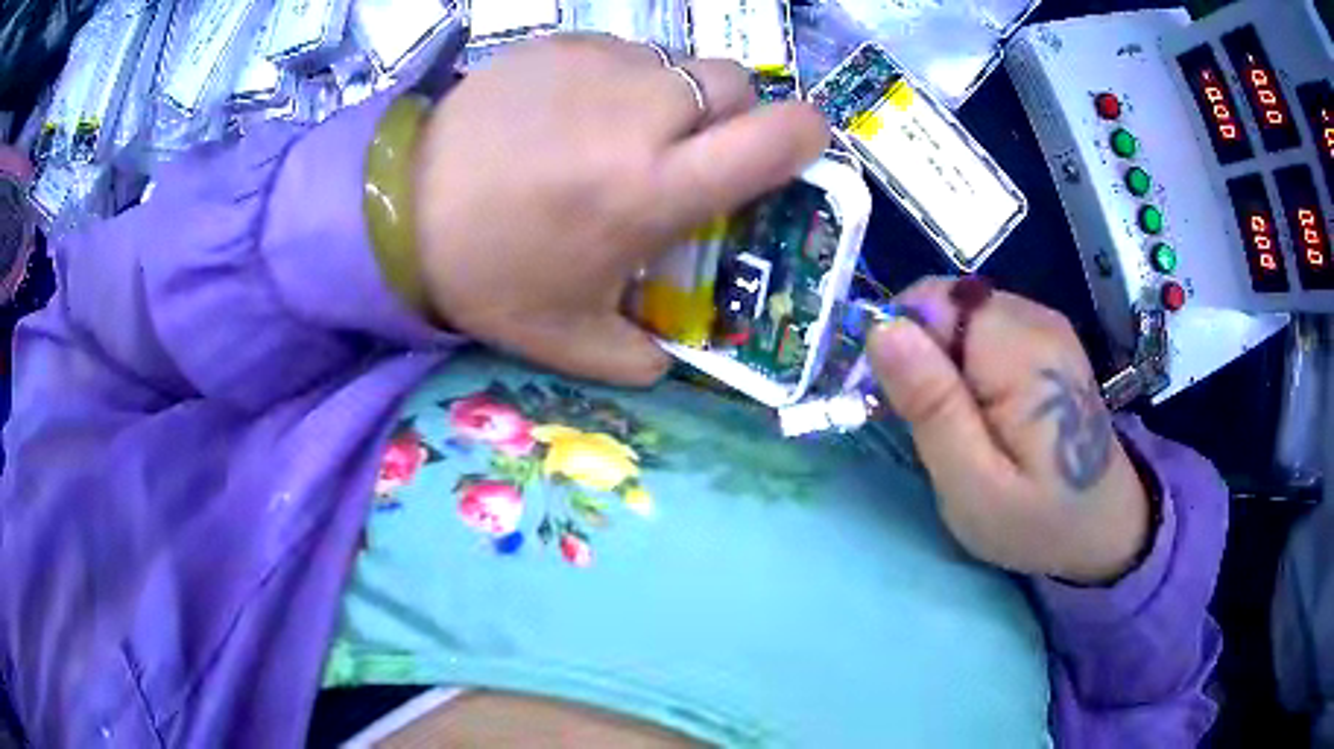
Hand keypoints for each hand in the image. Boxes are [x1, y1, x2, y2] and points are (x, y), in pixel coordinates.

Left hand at [411, 35, 828, 385]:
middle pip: (735, 83)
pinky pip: (623, 51)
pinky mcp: (560, 43)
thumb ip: (639, 358)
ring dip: (673, 97)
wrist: (398, 207)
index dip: (806, 136)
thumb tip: (671, 357)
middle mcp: (642, 113)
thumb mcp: (568, 339)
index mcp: (657, 186)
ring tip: (622, 133)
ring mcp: (598, 66)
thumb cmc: (487, 274)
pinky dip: (621, 79)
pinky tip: (574, 113)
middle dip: (731, 115)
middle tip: (688, 151)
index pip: (780, 135)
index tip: (793, 151)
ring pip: (678, 63)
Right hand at [868, 279, 1151, 583]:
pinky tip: (982, 408)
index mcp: (1019, 352)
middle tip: (930, 426)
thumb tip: (883, 330)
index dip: (899, 344)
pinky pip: (982, 328)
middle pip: (944, 304)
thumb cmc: (1036, 520)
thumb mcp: (973, 485)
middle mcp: (1034, 319)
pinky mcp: (1046, 336)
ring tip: (958, 423)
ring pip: (960, 315)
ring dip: (942, 361)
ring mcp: (1045, 324)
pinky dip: (966, 362)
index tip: (896, 404)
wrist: (1104, 524)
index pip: (930, 302)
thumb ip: (931, 407)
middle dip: (921, 356)